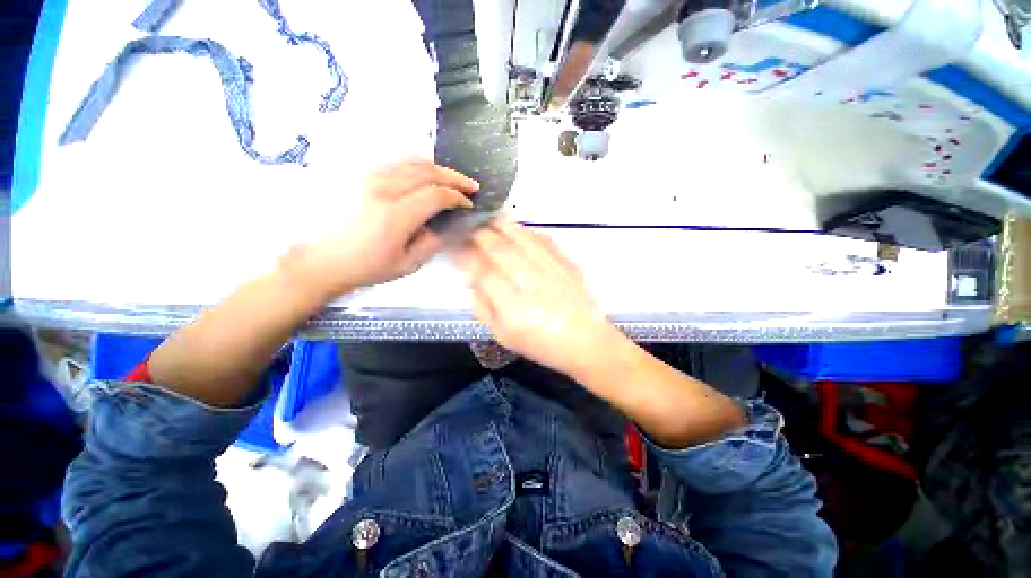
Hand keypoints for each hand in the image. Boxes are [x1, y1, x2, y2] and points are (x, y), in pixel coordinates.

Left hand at [283, 160, 478, 298]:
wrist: (319, 259)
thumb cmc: (365, 267)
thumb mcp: (406, 265)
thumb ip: (431, 243)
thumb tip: (445, 225)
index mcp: (395, 216)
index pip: (437, 196)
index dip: (458, 198)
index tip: (468, 204)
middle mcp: (381, 189)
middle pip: (427, 172)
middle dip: (454, 177)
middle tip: (470, 185)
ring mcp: (367, 176)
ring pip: (411, 162)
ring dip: (437, 169)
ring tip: (451, 179)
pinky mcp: (358, 173)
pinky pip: (395, 162)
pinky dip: (417, 167)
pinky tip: (425, 176)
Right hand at [454, 219, 619, 377]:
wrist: (584, 341)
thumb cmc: (540, 344)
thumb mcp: (502, 335)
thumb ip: (483, 306)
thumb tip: (471, 279)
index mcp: (513, 307)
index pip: (483, 272)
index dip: (465, 254)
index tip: (454, 244)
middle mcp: (532, 284)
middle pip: (500, 250)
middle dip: (479, 234)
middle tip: (467, 226)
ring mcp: (552, 271)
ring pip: (522, 239)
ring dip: (502, 225)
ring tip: (487, 217)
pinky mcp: (567, 264)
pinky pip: (544, 240)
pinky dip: (526, 231)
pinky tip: (516, 229)